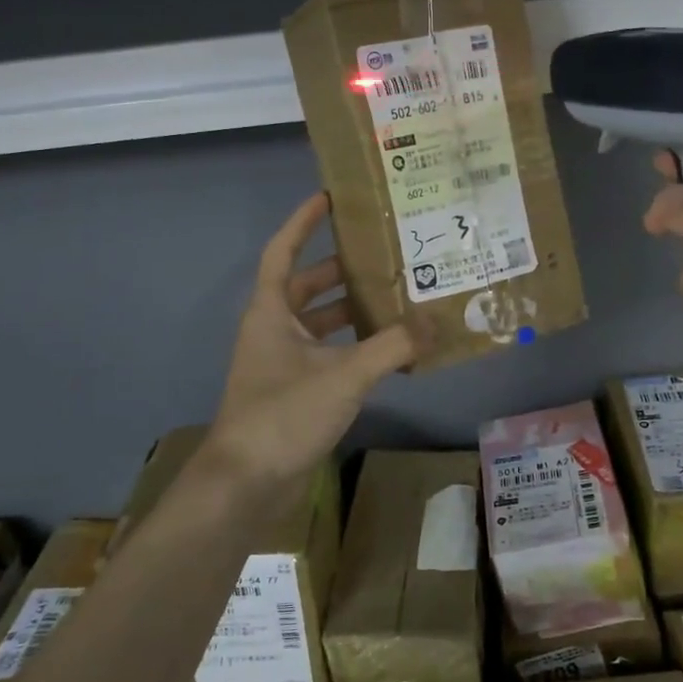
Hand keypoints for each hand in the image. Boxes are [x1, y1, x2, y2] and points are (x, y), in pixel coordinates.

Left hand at [201, 194, 414, 500]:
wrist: (246, 484)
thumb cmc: (283, 415)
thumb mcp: (343, 376)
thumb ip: (393, 347)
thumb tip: (437, 321)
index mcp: (271, 312)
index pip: (283, 251)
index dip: (302, 222)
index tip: (329, 197)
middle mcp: (273, 330)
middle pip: (307, 285)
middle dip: (342, 269)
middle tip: (385, 254)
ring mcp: (282, 363)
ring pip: (321, 323)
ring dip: (352, 311)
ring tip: (397, 298)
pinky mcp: (295, 391)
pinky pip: (328, 355)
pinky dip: (354, 348)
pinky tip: (389, 352)